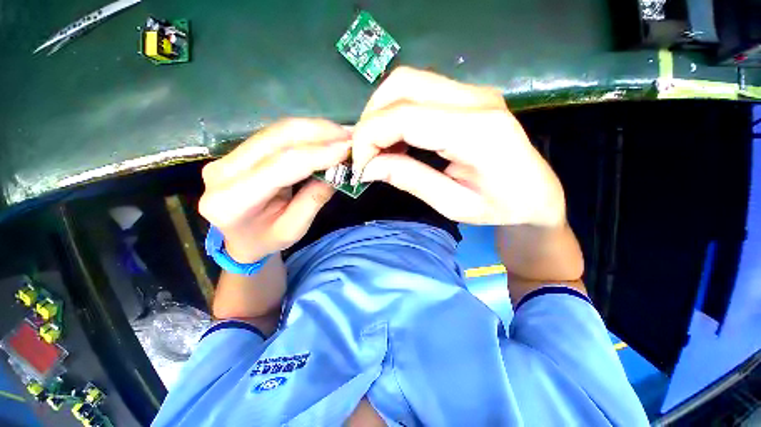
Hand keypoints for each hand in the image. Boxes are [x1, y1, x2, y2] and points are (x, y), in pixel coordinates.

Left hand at [199, 119, 350, 262]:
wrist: (238, 239)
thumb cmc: (265, 240)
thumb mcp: (293, 230)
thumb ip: (313, 200)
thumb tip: (337, 170)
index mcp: (232, 201)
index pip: (280, 166)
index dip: (317, 154)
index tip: (347, 149)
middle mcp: (222, 172)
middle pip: (275, 139)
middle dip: (317, 132)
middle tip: (348, 135)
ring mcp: (227, 157)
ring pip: (275, 131)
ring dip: (313, 129)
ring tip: (341, 134)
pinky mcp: (238, 151)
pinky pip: (275, 135)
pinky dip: (304, 133)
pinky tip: (324, 136)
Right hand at [351, 67, 565, 226]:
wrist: (538, 193)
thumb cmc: (501, 207)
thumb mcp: (452, 205)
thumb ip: (410, 180)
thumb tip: (368, 166)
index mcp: (477, 133)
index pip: (405, 116)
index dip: (370, 137)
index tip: (359, 165)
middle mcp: (476, 100)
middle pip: (402, 85)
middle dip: (371, 119)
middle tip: (366, 153)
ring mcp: (474, 92)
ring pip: (407, 82)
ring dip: (382, 113)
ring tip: (379, 148)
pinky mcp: (468, 96)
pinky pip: (419, 92)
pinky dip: (396, 113)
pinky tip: (397, 140)